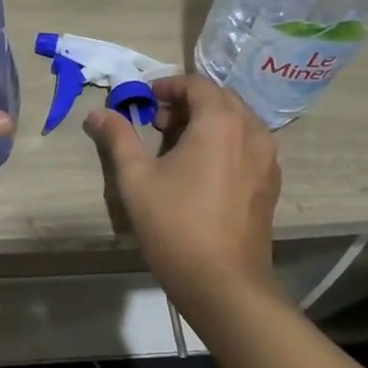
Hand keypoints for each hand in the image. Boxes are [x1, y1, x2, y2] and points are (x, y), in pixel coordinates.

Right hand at [84, 74, 280, 307]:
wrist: (224, 284)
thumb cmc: (175, 225)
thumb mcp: (136, 179)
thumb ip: (118, 138)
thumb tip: (98, 113)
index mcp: (221, 122)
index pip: (197, 84)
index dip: (168, 85)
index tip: (144, 100)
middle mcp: (253, 131)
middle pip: (221, 99)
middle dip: (188, 102)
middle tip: (157, 122)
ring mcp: (268, 159)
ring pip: (238, 122)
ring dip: (208, 122)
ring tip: (177, 146)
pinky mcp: (270, 183)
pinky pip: (248, 145)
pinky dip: (225, 142)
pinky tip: (202, 170)